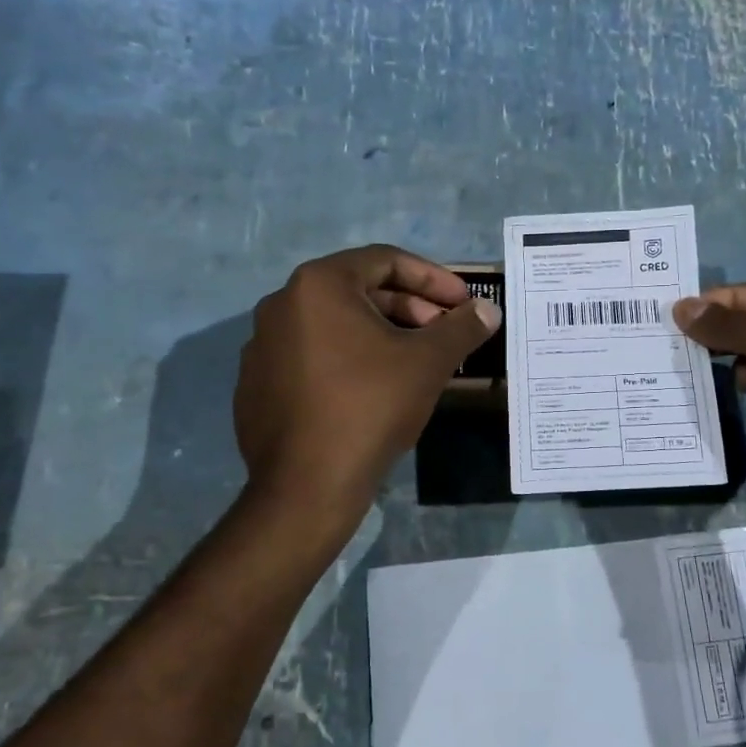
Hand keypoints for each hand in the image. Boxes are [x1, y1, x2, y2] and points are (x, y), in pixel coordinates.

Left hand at [235, 246, 500, 519]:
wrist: (306, 485)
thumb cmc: (369, 407)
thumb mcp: (427, 363)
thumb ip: (461, 328)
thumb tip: (488, 310)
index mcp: (318, 285)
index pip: (386, 260)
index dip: (433, 279)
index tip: (463, 303)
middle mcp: (282, 304)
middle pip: (359, 291)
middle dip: (410, 308)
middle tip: (444, 333)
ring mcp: (263, 345)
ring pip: (336, 325)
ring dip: (382, 334)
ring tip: (417, 362)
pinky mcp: (257, 383)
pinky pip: (313, 356)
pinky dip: (349, 359)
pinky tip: (375, 389)